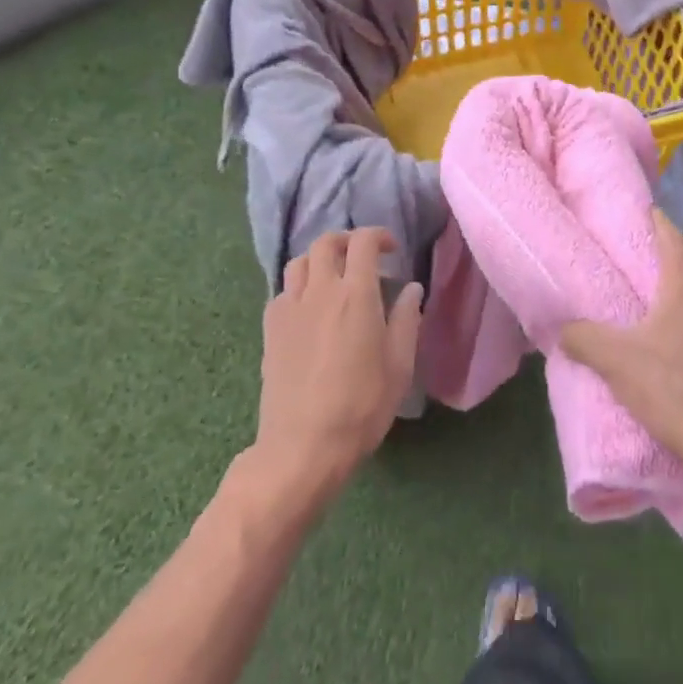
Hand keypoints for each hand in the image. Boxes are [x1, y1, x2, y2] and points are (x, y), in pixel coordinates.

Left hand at [252, 228, 423, 509]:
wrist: (302, 448)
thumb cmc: (360, 406)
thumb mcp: (399, 366)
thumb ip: (406, 319)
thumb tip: (412, 288)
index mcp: (356, 294)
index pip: (364, 242)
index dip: (379, 236)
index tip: (392, 249)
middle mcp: (320, 290)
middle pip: (326, 243)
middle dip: (346, 240)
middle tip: (362, 257)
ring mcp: (290, 308)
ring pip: (299, 262)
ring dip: (319, 260)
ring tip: (333, 278)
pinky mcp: (270, 330)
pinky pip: (283, 291)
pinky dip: (298, 287)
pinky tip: (309, 309)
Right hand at [560, 208, 682, 484]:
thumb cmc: (671, 389)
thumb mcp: (616, 362)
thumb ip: (584, 339)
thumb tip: (564, 329)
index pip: (674, 241)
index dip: (659, 223)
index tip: (645, 212)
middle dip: (664, 260)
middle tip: (635, 263)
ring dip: (676, 293)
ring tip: (649, 305)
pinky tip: (671, 345)